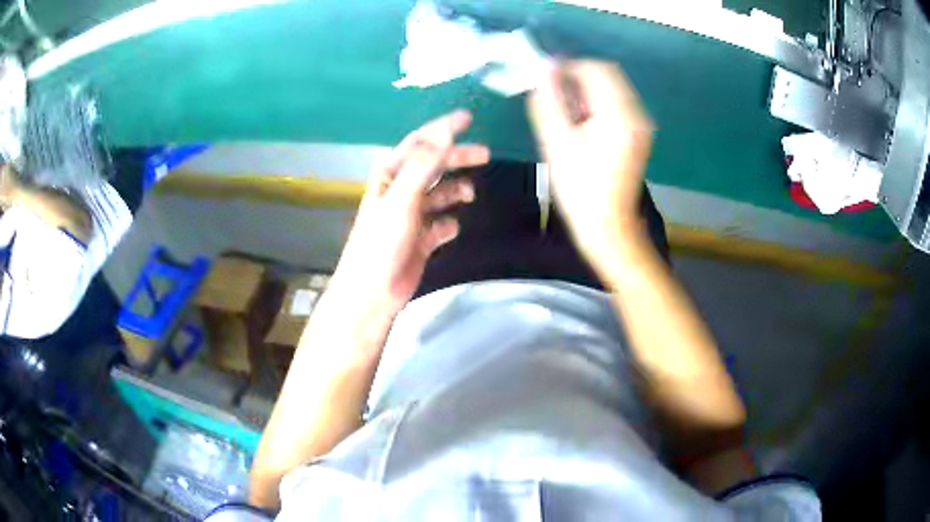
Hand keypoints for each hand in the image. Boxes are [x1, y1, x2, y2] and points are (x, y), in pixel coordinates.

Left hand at [330, 110, 488, 318]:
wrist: (373, 291)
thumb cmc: (381, 242)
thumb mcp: (402, 198)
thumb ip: (423, 165)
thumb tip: (445, 133)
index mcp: (391, 175)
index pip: (420, 143)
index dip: (443, 129)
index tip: (468, 118)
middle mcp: (401, 191)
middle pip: (434, 166)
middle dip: (458, 158)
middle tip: (485, 154)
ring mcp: (412, 215)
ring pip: (440, 195)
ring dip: (456, 191)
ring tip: (470, 195)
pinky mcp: (421, 239)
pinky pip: (442, 225)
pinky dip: (449, 224)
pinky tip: (450, 230)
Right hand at [528, 61, 653, 269]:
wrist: (607, 227)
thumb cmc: (579, 188)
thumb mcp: (556, 141)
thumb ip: (548, 99)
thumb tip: (544, 68)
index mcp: (620, 114)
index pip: (596, 69)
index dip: (568, 67)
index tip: (545, 80)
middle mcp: (637, 114)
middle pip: (608, 76)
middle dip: (578, 78)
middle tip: (554, 97)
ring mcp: (641, 125)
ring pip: (612, 89)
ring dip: (586, 92)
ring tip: (566, 115)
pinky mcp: (638, 135)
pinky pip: (617, 106)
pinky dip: (597, 105)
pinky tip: (581, 125)